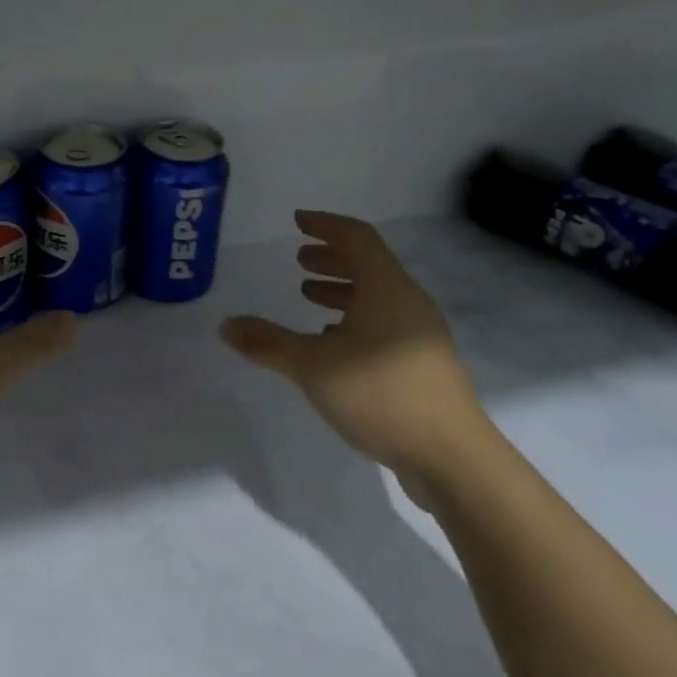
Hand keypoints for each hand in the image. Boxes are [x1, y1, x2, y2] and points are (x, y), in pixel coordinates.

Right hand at [220, 210, 498, 501]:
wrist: (450, 455)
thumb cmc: (380, 395)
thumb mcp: (313, 367)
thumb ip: (268, 343)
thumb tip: (226, 325)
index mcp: (387, 289)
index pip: (357, 238)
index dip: (326, 225)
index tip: (299, 221)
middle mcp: (408, 302)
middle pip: (369, 265)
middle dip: (332, 258)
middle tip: (299, 259)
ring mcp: (420, 334)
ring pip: (377, 297)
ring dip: (342, 290)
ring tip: (309, 296)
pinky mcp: (423, 363)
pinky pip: (385, 323)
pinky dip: (355, 319)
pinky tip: (334, 341)